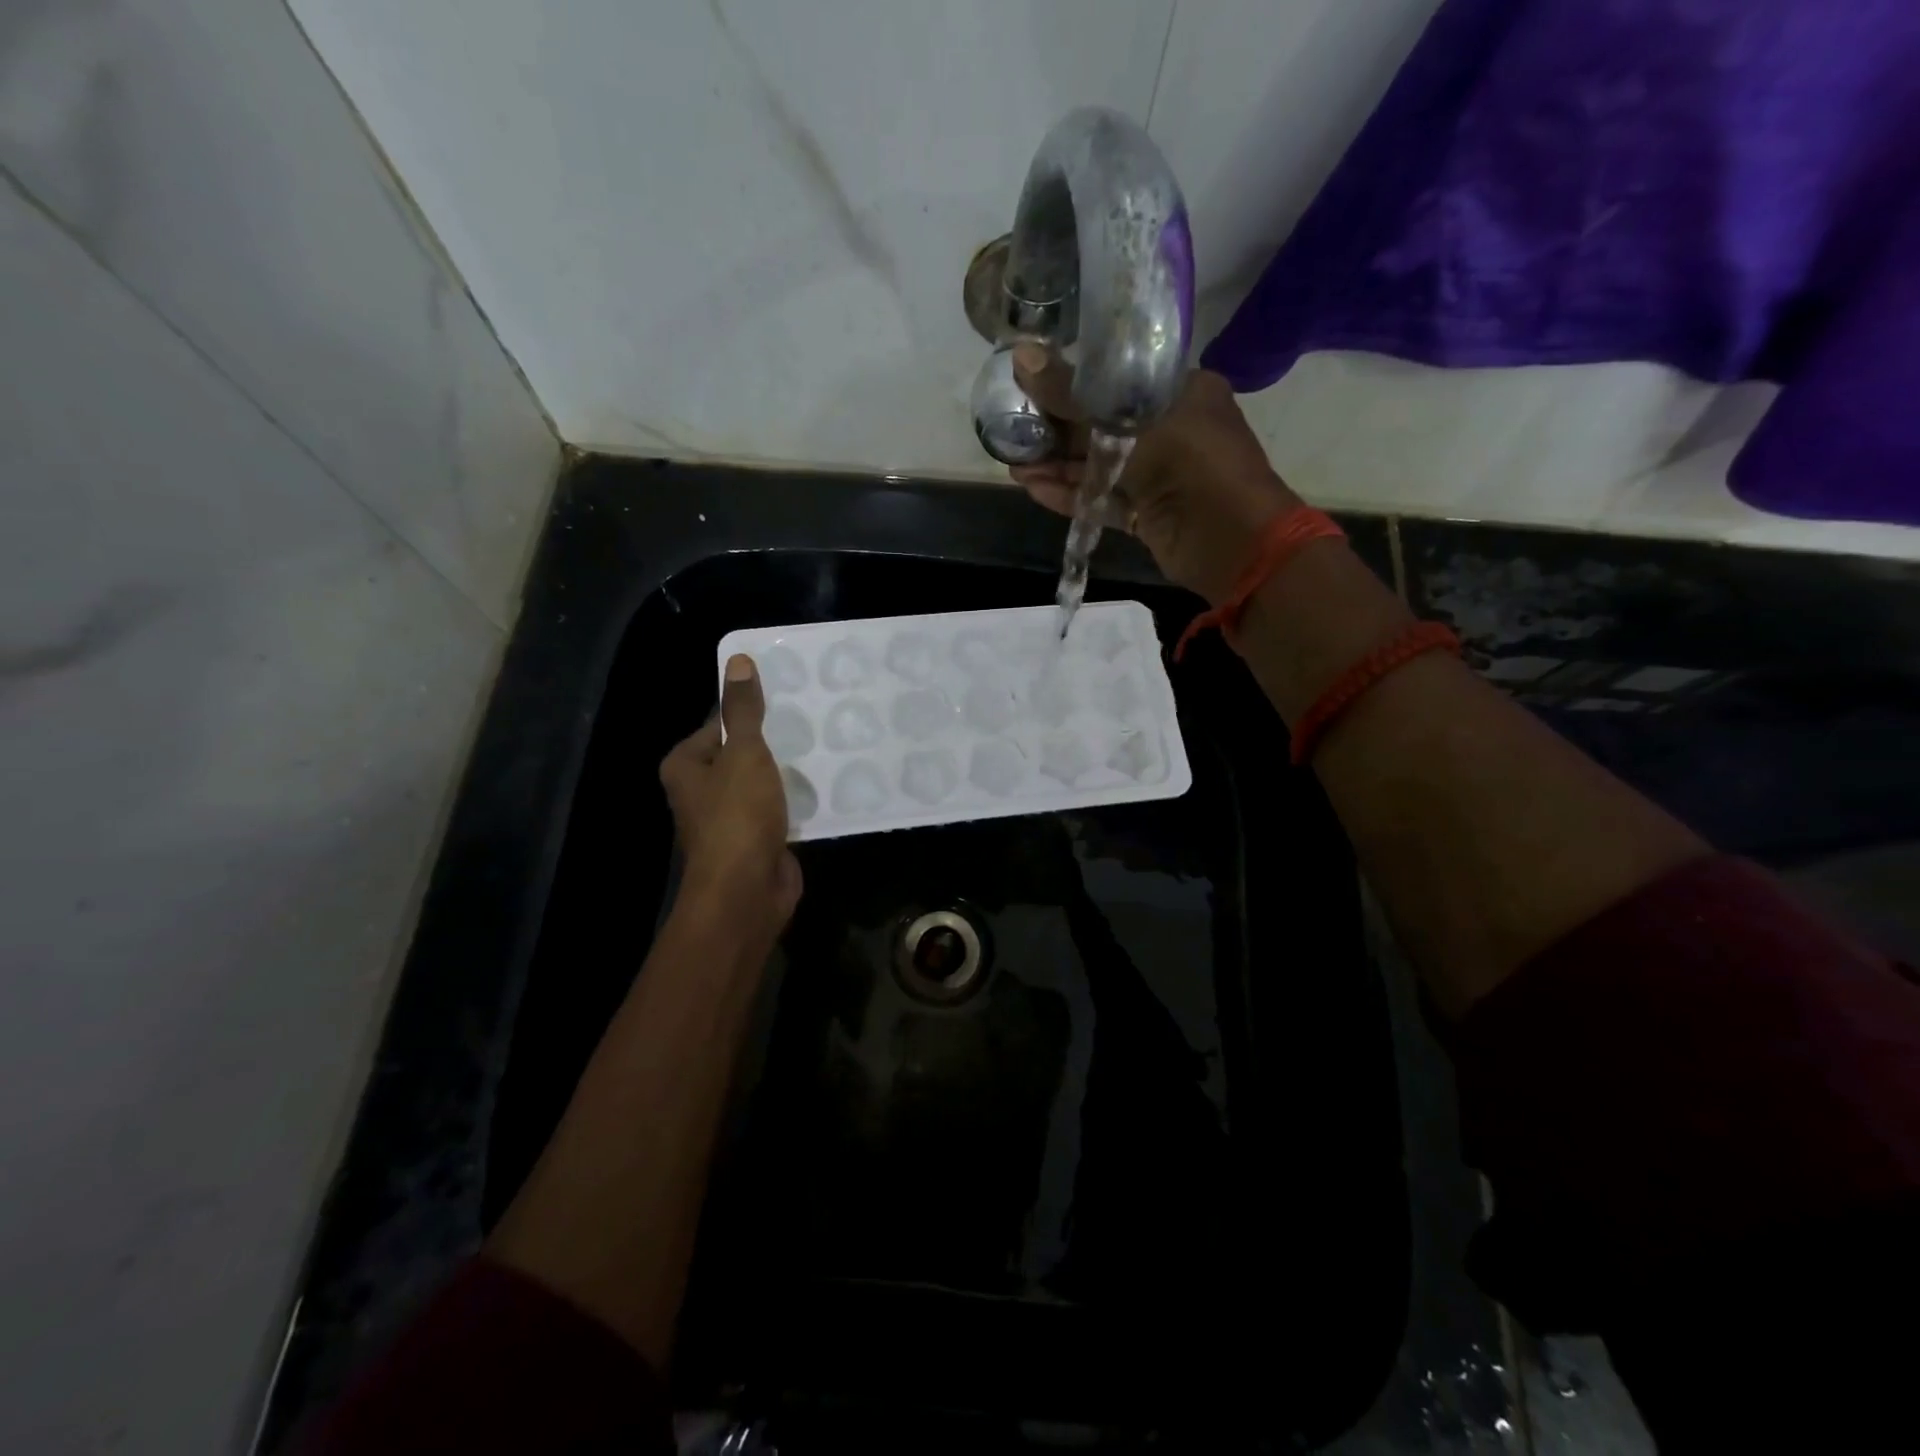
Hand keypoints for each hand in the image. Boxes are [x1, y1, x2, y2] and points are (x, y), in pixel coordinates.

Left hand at [659, 655, 802, 940]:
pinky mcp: (757, 838)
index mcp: (686, 765)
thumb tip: (738, 660)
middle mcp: (702, 789)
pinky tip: (827, 783)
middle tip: (814, 718)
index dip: (750, 709)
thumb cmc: (736, 816)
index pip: (718, 723)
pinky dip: (797, 798)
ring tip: (826, 744)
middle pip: (742, 752)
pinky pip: (779, 807)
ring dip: (788, 770)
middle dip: (774, 740)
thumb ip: (743, 710)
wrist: (746, 892)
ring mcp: (731, 817)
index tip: (788, 696)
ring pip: (763, 781)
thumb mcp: (743, 753)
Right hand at [1007, 344, 1302, 603]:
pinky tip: (1033, 488)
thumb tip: (1022, 357)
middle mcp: (1171, 429)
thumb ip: (1072, 395)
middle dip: (1057, 430)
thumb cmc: (1188, 461)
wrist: (1231, 539)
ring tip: (1013, 463)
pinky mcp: (1149, 513)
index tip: (1034, 385)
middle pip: (1103, 425)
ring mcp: (1159, 475)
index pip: (1118, 379)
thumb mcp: (1126, 420)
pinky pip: (1104, 500)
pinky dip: (1072, 495)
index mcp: (1180, 391)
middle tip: (1013, 427)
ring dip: (1057, 466)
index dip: (1074, 382)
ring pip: (1100, 466)